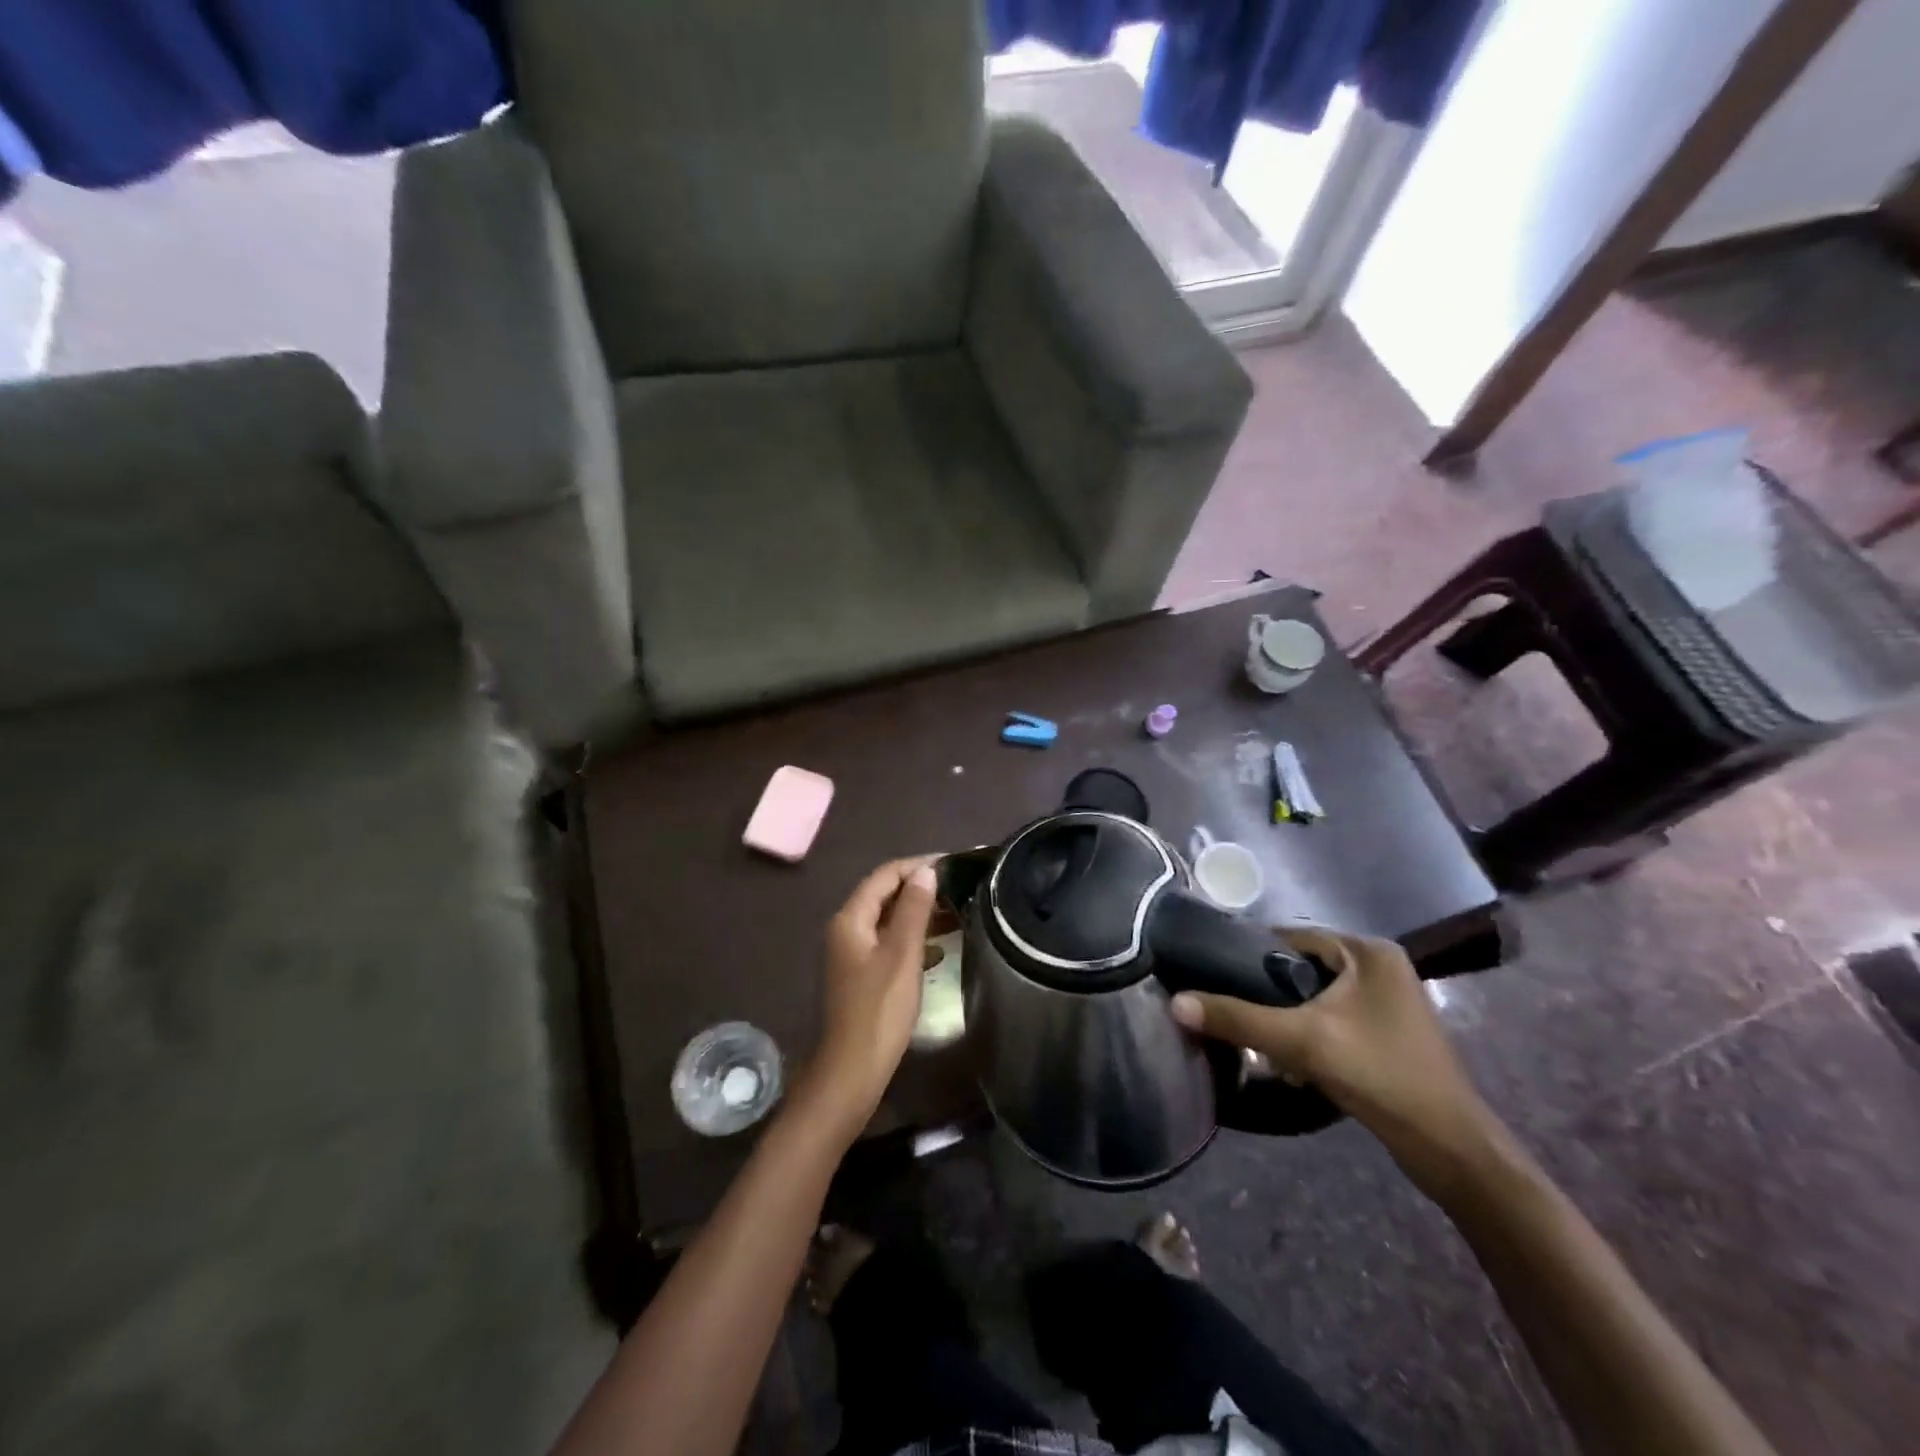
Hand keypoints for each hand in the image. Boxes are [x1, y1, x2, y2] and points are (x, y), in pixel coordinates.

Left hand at [804, 857, 938, 1131]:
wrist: (852, 1070)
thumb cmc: (879, 1009)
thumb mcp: (902, 954)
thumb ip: (914, 909)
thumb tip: (926, 871)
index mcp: (851, 919)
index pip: (885, 875)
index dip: (917, 865)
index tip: (953, 864)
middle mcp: (846, 930)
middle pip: (884, 895)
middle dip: (919, 888)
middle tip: (959, 888)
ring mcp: (851, 954)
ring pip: (888, 921)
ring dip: (919, 914)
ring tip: (956, 913)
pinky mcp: (861, 976)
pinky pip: (889, 945)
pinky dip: (913, 940)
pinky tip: (938, 950)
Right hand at [1170, 927, 1498, 1196]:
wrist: (1450, 1150)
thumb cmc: (1380, 1076)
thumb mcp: (1301, 1043)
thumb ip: (1237, 1018)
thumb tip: (1175, 1003)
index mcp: (1367, 950)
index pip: (1290, 938)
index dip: (1249, 956)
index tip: (1212, 976)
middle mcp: (1380, 965)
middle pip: (1302, 968)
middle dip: (1268, 993)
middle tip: (1234, 1013)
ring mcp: (1388, 999)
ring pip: (1316, 995)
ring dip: (1287, 1017)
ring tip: (1257, 1039)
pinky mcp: (1388, 1030)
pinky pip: (1333, 1017)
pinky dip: (1310, 1032)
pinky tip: (1291, 1061)